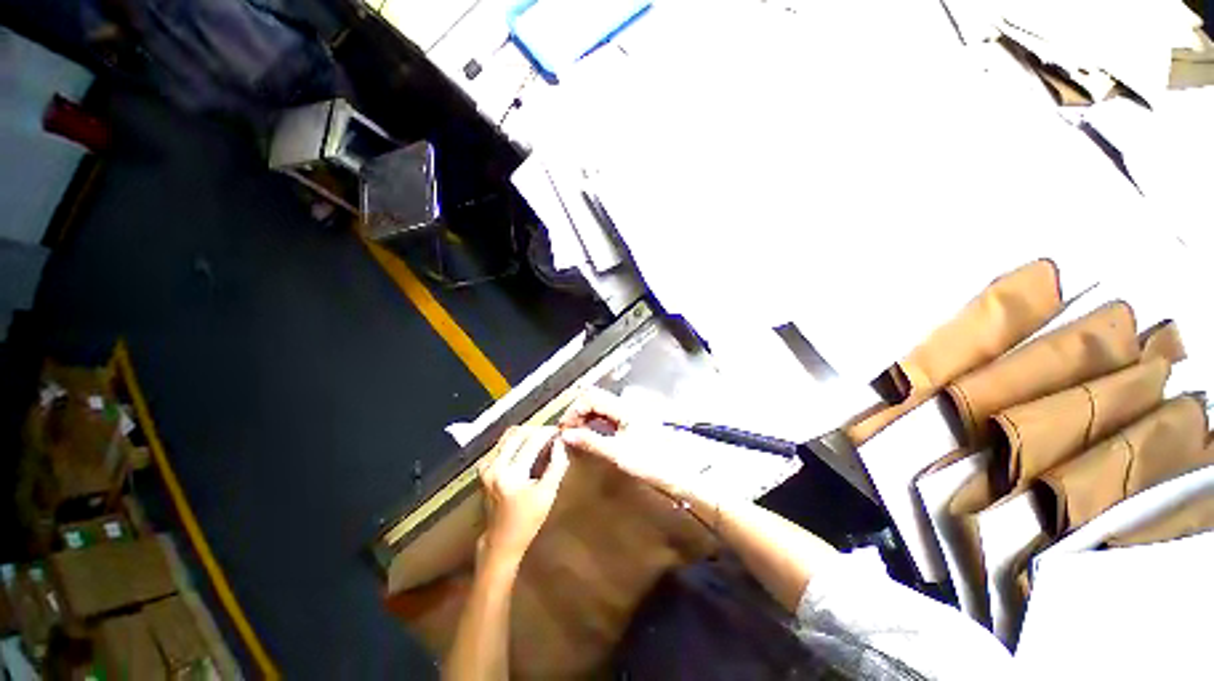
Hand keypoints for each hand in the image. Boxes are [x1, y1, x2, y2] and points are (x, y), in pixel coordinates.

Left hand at [478, 426, 570, 567]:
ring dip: (525, 434)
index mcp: (511, 474)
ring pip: (507, 437)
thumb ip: (557, 465)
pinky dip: (514, 442)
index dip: (547, 433)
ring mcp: (486, 467)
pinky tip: (524, 449)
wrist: (501, 541)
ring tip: (540, 440)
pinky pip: (501, 446)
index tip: (559, 431)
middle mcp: (495, 466)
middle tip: (550, 435)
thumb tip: (561, 443)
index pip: (532, 441)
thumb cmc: (528, 520)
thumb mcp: (548, 494)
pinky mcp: (484, 469)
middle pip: (518, 433)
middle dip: (536, 430)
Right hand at [558, 390, 690, 497]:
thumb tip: (566, 434)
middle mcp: (627, 404)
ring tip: (576, 434)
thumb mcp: (616, 453)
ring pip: (601, 405)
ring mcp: (630, 412)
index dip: (574, 410)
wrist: (675, 474)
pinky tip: (591, 434)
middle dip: (579, 412)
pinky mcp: (632, 420)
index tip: (565, 428)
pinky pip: (608, 414)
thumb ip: (590, 441)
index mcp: (624, 408)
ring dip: (586, 416)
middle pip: (595, 398)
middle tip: (568, 431)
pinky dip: (596, 421)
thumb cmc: (649, 463)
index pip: (591, 397)